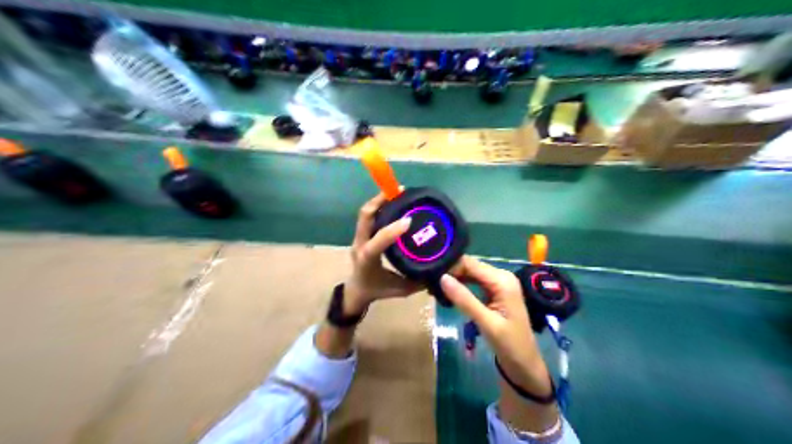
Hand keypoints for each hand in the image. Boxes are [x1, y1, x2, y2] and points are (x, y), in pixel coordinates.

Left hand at [345, 194, 422, 315]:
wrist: (356, 291)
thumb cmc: (377, 290)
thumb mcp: (400, 290)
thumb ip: (418, 281)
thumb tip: (439, 271)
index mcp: (368, 259)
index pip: (378, 241)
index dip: (392, 230)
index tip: (408, 220)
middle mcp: (361, 244)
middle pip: (365, 216)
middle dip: (380, 200)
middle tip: (400, 191)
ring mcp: (359, 237)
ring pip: (366, 213)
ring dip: (380, 200)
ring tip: (398, 192)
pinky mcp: (362, 234)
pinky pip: (369, 216)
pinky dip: (380, 206)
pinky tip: (395, 202)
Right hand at [439, 257, 550, 395]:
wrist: (525, 364)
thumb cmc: (509, 344)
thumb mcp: (486, 323)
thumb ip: (464, 299)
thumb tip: (442, 277)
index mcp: (502, 280)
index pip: (470, 264)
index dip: (450, 266)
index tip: (429, 274)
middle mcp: (502, 276)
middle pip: (470, 266)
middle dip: (451, 272)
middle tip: (428, 282)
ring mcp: (499, 283)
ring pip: (471, 273)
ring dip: (454, 278)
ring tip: (433, 287)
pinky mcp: (496, 291)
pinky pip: (475, 282)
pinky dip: (461, 285)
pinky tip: (447, 292)